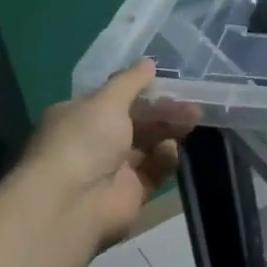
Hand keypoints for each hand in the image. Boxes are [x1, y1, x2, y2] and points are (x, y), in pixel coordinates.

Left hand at [20, 60, 198, 251]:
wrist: (73, 204)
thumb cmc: (83, 142)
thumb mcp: (106, 101)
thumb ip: (130, 81)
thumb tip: (148, 61)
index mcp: (79, 117)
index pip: (114, 100)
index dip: (141, 90)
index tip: (169, 82)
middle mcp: (94, 142)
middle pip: (136, 122)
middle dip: (163, 111)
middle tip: (192, 104)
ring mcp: (112, 169)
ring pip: (148, 145)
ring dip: (169, 131)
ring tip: (193, 120)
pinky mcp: (131, 192)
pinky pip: (154, 171)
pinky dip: (165, 159)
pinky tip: (172, 150)